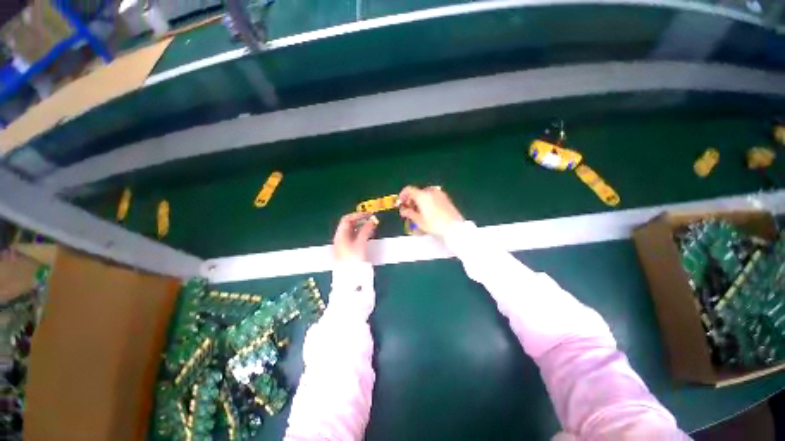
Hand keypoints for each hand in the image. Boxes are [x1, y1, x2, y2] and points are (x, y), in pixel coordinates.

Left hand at [333, 212, 378, 262]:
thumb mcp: (361, 243)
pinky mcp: (347, 250)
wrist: (349, 277)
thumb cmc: (353, 258)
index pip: (347, 219)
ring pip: (351, 231)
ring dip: (361, 227)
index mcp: (340, 234)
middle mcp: (340, 238)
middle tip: (371, 220)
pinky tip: (367, 235)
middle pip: (349, 225)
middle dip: (360, 220)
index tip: (369, 215)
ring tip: (371, 227)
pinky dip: (360, 234)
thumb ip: (366, 230)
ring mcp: (343, 244)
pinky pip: (353, 237)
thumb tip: (372, 220)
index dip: (358, 215)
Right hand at [398, 186, 463, 238]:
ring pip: (425, 194)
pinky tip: (428, 211)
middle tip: (409, 210)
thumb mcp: (419, 221)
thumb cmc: (435, 224)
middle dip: (411, 199)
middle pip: (417, 192)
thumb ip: (409, 213)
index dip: (403, 195)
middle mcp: (431, 191)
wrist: (454, 227)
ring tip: (418, 212)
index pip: (409, 189)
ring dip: (419, 200)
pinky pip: (432, 196)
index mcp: (423, 195)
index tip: (401, 203)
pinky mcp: (445, 198)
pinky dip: (427, 200)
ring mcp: (439, 194)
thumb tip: (403, 210)